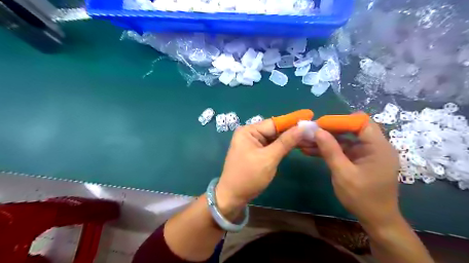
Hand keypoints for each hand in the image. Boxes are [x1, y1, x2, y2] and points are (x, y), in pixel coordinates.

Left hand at [215, 119, 301, 215]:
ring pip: (274, 138)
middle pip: (274, 130)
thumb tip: (302, 127)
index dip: (292, 121)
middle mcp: (249, 134)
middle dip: (292, 131)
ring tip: (308, 137)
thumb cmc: (249, 177)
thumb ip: (285, 142)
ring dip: (289, 139)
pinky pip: (271, 146)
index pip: (274, 123)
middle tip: (312, 130)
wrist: (233, 196)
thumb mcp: (268, 158)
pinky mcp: (256, 152)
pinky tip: (296, 145)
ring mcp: (252, 143)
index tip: (310, 116)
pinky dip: (282, 146)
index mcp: (248, 131)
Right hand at [304, 120, 398, 227]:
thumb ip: (331, 151)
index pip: (361, 122)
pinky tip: (310, 150)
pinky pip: (342, 149)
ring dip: (325, 140)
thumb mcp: (343, 174)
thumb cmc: (362, 198)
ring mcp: (366, 153)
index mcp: (378, 147)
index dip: (340, 120)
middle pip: (350, 129)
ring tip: (304, 141)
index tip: (320, 124)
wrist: (376, 220)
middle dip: (328, 130)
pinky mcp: (359, 159)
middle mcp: (374, 146)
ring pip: (343, 139)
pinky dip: (328, 149)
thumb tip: (317, 131)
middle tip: (309, 132)